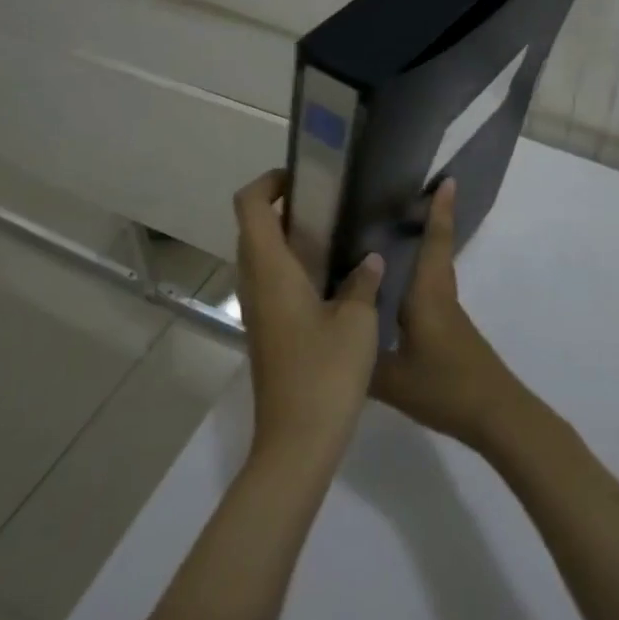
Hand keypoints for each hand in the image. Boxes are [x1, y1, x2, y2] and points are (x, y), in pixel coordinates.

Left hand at [232, 169, 383, 472]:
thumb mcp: (357, 322)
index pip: (249, 206)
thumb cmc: (325, 373)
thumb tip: (369, 261)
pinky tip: (332, 277)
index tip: (303, 177)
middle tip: (328, 202)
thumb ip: (363, 283)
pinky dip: (292, 265)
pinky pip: (271, 282)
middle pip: (252, 228)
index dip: (268, 182)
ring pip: (260, 256)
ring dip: (287, 237)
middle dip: (282, 205)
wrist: (297, 441)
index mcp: (271, 271)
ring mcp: (258, 310)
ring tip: (335, 233)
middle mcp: (255, 284)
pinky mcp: (267, 332)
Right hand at [372, 178, 533, 451]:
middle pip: (436, 251)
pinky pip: (431, 293)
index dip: (439, 211)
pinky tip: (396, 294)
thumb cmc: (445, 387)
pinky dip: (418, 279)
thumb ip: (360, 358)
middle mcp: (440, 296)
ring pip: (434, 272)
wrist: (495, 415)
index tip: (446, 180)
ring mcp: (449, 315)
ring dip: (422, 250)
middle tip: (403, 201)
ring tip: (391, 240)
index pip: (434, 243)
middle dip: (428, 223)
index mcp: (428, 295)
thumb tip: (331, 337)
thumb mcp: (391, 379)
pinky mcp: (451, 332)